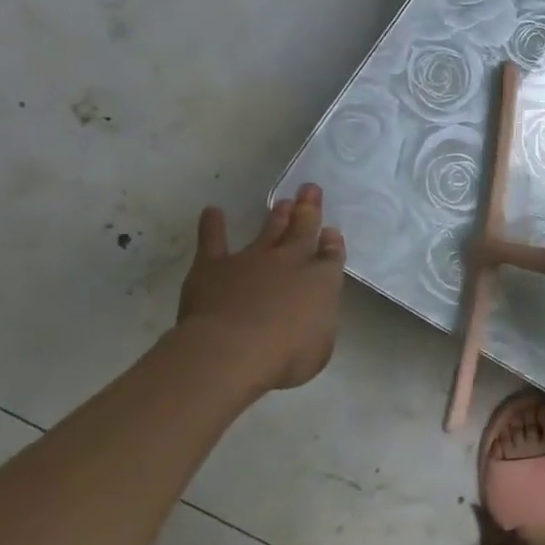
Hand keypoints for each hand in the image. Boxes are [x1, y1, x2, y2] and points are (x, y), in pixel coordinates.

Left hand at [177, 183, 345, 392]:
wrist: (232, 350)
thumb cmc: (286, 356)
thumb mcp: (320, 347)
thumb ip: (319, 324)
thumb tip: (312, 314)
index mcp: (322, 280)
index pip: (331, 255)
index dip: (332, 243)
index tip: (332, 231)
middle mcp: (291, 261)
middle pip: (303, 229)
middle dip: (309, 209)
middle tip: (310, 189)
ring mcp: (252, 260)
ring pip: (269, 230)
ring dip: (277, 215)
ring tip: (284, 201)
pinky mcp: (214, 266)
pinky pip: (213, 240)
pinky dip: (213, 226)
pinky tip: (212, 211)